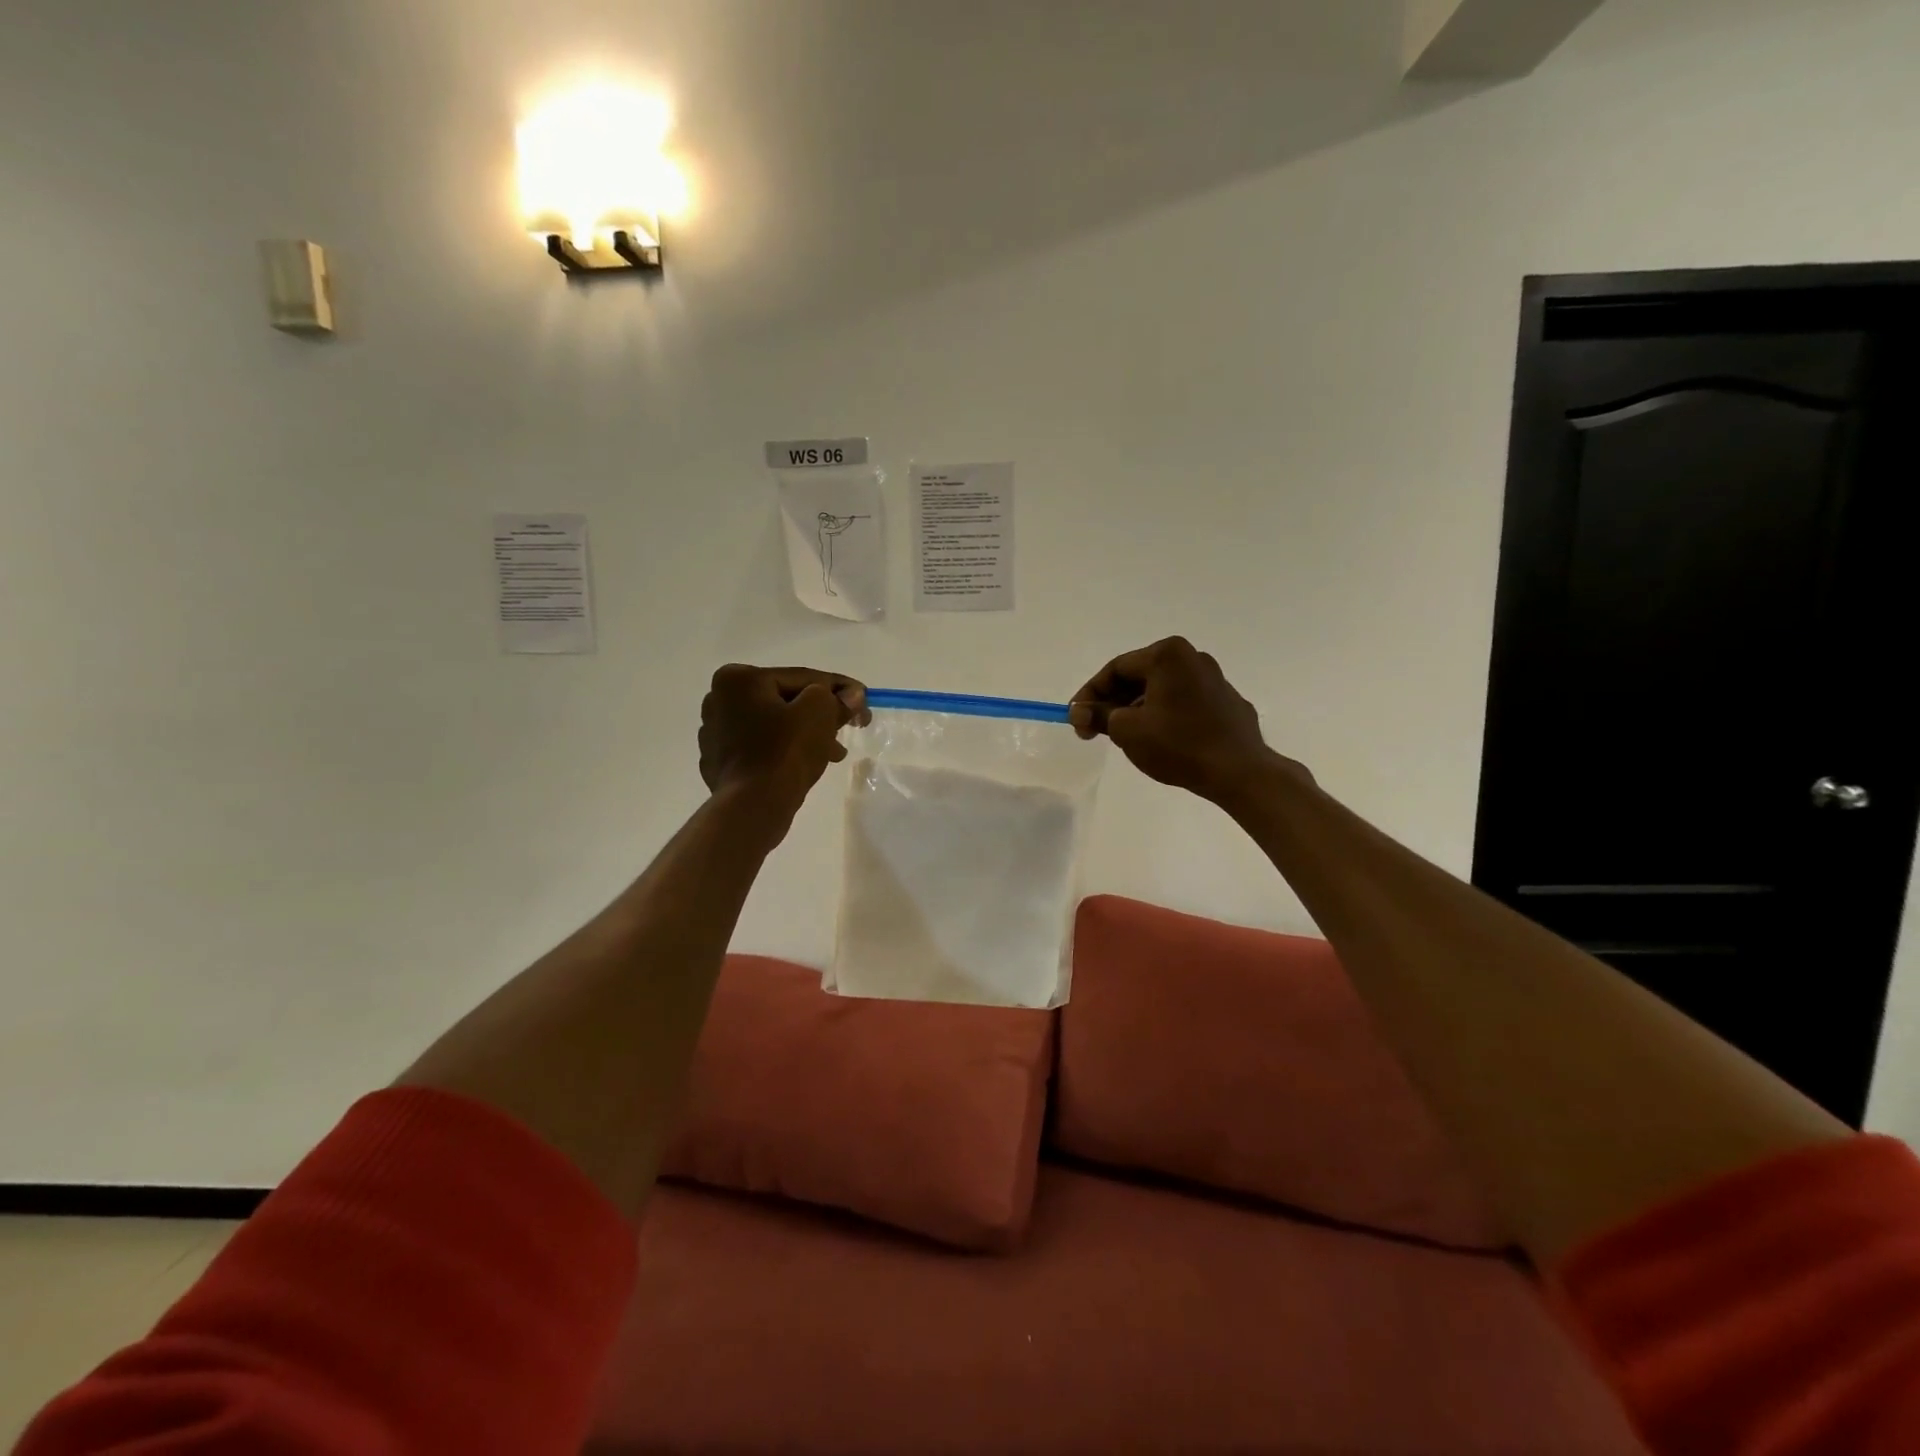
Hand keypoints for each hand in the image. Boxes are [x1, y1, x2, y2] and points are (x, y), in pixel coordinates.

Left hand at [699, 665, 869, 816]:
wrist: (752, 807)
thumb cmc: (784, 751)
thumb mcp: (820, 712)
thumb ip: (836, 697)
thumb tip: (852, 695)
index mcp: (738, 679)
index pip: (800, 678)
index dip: (838, 687)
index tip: (863, 698)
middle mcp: (719, 700)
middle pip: (785, 701)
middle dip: (821, 714)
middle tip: (850, 727)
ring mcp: (715, 733)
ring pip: (774, 725)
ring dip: (806, 734)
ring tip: (834, 753)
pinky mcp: (719, 762)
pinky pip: (761, 747)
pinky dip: (784, 751)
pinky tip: (806, 764)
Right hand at [1069, 638, 1303, 803]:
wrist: (1239, 772)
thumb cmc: (1178, 744)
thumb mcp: (1127, 731)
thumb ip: (1099, 716)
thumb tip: (1080, 713)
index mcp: (1167, 655)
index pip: (1116, 668)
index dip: (1090, 694)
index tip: (1076, 719)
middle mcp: (1193, 657)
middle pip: (1139, 676)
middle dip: (1113, 702)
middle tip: (1095, 730)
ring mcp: (1214, 679)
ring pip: (1161, 689)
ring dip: (1137, 709)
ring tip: (1124, 737)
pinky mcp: (1227, 702)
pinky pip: (1184, 702)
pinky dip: (1164, 715)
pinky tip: (1159, 739)